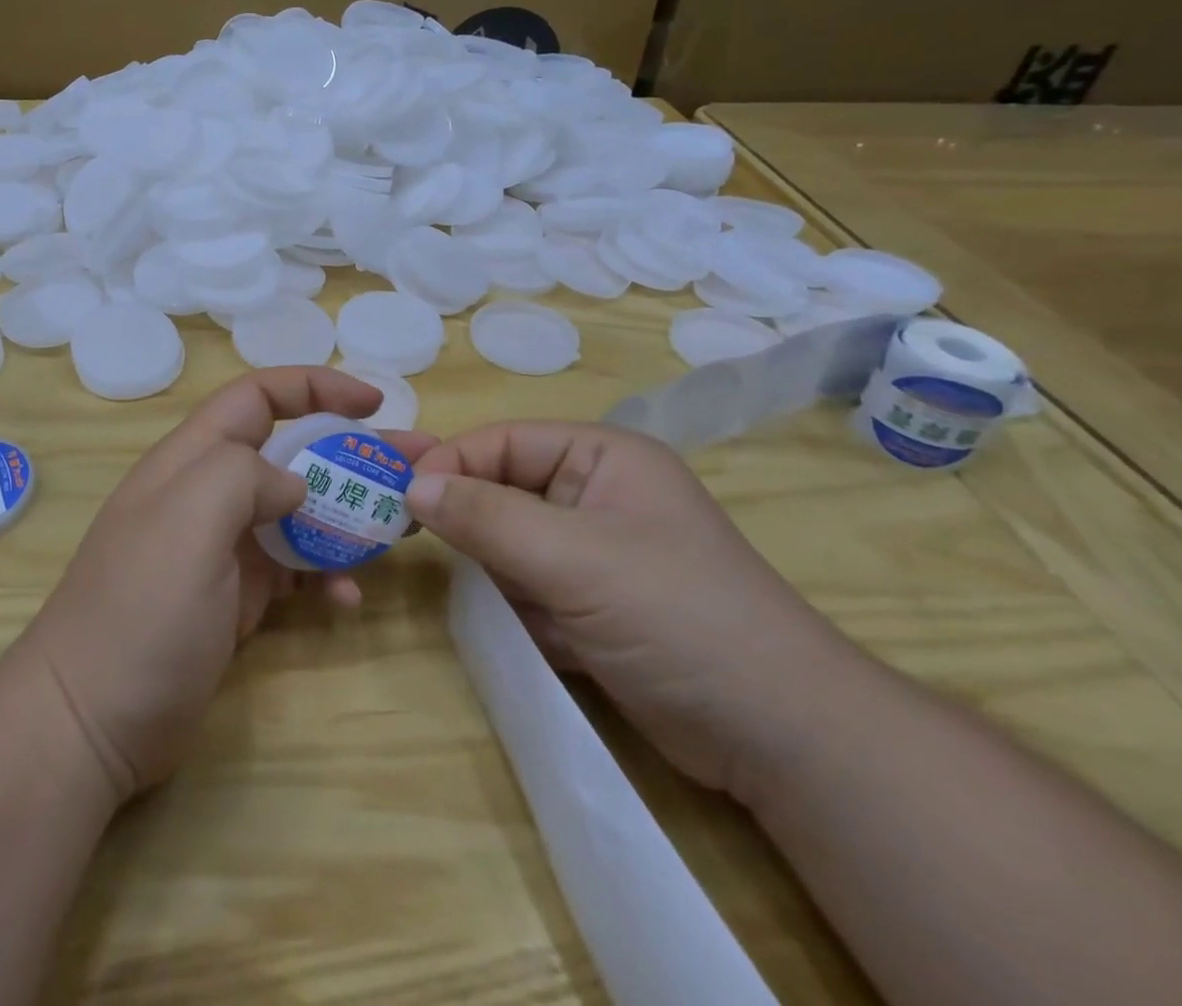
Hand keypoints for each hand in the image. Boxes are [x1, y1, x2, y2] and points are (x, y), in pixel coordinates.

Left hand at [21, 368, 436, 800]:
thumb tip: (294, 484)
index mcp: (194, 460)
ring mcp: (224, 549)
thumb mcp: (187, 520)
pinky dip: (326, 576)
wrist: (89, 722)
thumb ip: (244, 476)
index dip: (316, 387)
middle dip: (353, 452)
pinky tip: (349, 600)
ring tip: (404, 527)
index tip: (374, 402)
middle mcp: (210, 494)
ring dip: (350, 514)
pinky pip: (294, 571)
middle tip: (417, 465)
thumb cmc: (139, 610)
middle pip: (292, 453)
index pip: (258, 396)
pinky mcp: (236, 598)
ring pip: (300, 512)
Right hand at [408, 422, 859, 798]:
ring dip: (490, 570)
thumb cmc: (678, 615)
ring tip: (488, 596)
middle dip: (464, 519)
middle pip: (501, 490)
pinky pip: (526, 589)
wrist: (782, 739)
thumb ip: (487, 517)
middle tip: (404, 539)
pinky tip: (526, 632)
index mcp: (600, 457)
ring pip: (507, 544)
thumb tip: (411, 487)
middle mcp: (593, 495)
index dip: (450, 463)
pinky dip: (514, 608)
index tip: (398, 498)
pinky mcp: (590, 606)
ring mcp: (592, 553)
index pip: (502, 442)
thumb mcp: (574, 557)